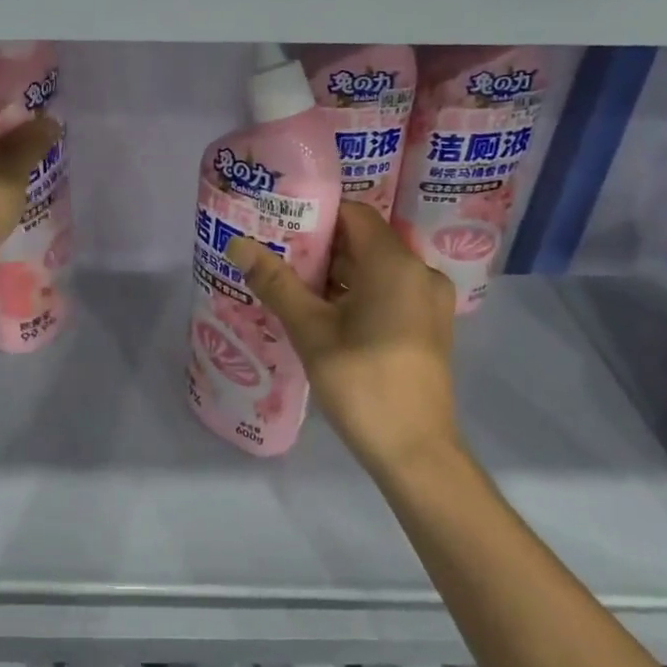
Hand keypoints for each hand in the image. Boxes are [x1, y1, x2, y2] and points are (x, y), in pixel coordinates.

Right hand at [226, 204, 459, 476]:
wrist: (415, 452)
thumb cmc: (361, 383)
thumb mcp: (311, 331)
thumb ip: (276, 283)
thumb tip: (238, 244)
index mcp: (396, 265)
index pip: (354, 214)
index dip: (316, 214)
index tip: (279, 224)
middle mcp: (420, 273)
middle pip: (365, 241)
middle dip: (320, 246)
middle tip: (275, 254)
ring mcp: (429, 301)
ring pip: (376, 269)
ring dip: (336, 272)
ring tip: (291, 282)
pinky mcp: (428, 326)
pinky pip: (389, 292)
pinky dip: (357, 293)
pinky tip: (322, 312)